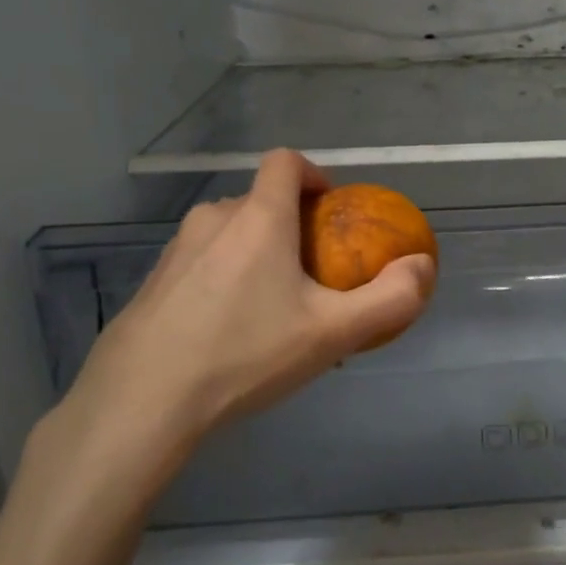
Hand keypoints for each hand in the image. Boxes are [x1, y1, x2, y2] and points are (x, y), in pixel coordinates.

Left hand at [32, 150, 435, 514]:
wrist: (141, 403)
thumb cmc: (245, 355)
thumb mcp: (332, 334)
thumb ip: (390, 298)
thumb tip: (424, 266)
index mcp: (258, 218)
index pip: (286, 162)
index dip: (314, 175)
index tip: (331, 212)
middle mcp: (214, 220)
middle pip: (261, 201)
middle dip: (292, 226)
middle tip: (312, 277)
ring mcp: (175, 250)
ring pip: (229, 233)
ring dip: (256, 253)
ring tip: (272, 310)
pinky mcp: (151, 282)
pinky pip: (201, 264)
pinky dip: (223, 279)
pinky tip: (227, 334)